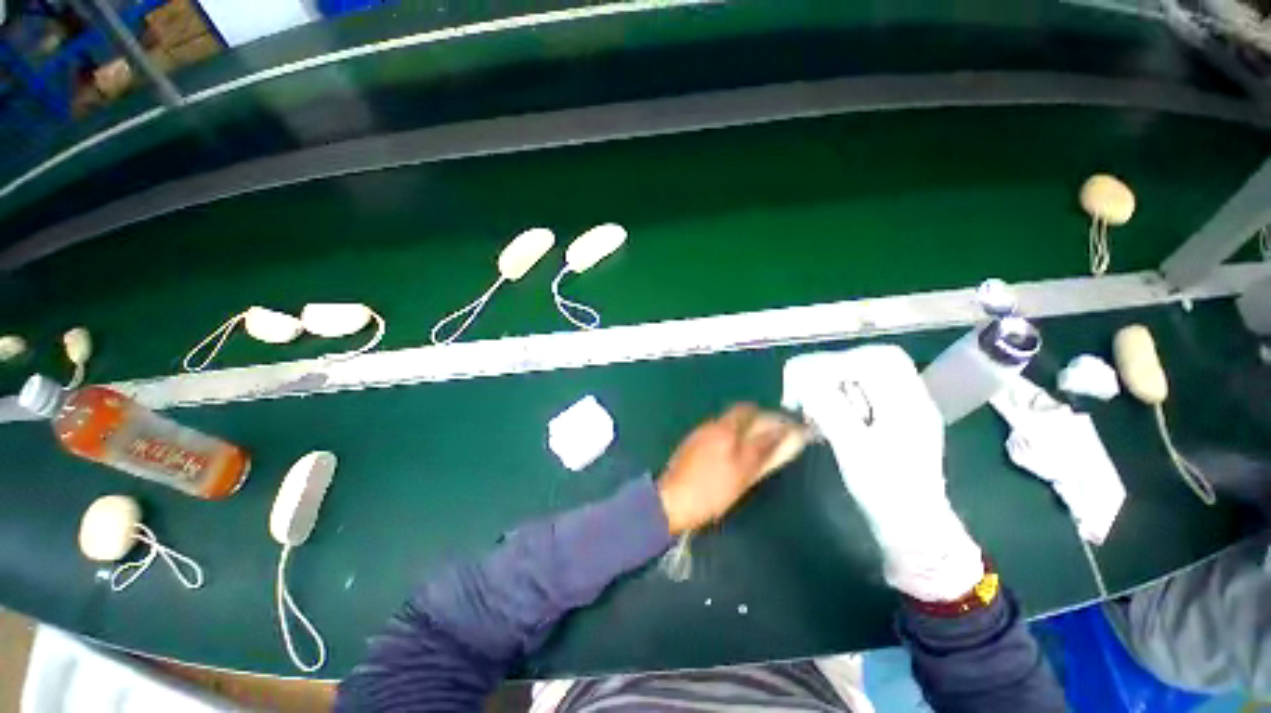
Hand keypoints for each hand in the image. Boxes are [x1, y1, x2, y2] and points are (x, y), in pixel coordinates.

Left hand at [657, 404, 786, 535]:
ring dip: (743, 431)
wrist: (671, 501)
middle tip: (772, 437)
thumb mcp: (743, 473)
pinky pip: (715, 436)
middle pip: (737, 416)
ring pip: (726, 426)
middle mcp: (710, 426)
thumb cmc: (711, 489)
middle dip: (756, 422)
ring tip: (756, 449)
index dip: (767, 414)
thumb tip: (785, 433)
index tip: (782, 424)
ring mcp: (698, 435)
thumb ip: (764, 450)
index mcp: (724, 428)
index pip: (748, 410)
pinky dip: (729, 440)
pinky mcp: (690, 447)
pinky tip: (732, 456)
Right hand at [781, 345, 983, 601]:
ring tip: (815, 406)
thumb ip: (829, 408)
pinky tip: (826, 414)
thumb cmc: (885, 492)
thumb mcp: (853, 449)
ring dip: (835, 383)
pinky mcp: (893, 419)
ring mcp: (904, 408)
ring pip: (867, 375)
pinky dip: (840, 396)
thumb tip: (803, 376)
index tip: (804, 385)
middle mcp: (911, 398)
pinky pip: (864, 392)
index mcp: (908, 403)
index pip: (873, 359)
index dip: (833, 364)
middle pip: (872, 360)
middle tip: (809, 392)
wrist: (913, 528)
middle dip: (834, 369)